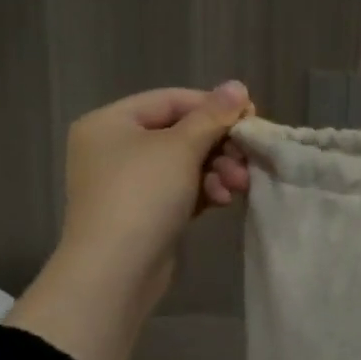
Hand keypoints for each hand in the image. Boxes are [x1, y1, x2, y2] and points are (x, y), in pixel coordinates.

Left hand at [7, 83, 253, 359]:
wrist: (114, 273)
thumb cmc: (141, 196)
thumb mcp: (180, 148)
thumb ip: (212, 116)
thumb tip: (237, 86)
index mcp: (110, 123)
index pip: (170, 100)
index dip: (213, 106)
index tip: (251, 117)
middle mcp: (112, 148)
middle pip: (178, 133)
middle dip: (218, 146)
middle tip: (248, 158)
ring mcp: (125, 184)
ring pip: (182, 164)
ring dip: (216, 170)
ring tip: (238, 186)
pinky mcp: (141, 214)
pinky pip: (178, 190)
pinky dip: (202, 191)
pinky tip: (223, 200)